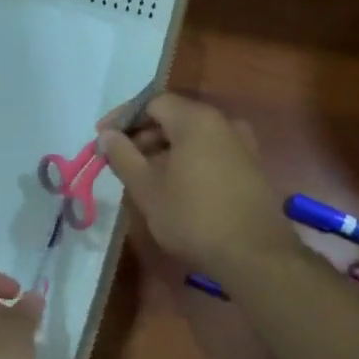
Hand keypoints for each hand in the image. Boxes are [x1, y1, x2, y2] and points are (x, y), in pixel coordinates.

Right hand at [98, 93, 296, 273]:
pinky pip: (211, 152)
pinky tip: (175, 188)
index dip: (124, 118)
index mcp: (196, 120)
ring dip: (165, 150)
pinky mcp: (251, 168)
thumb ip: (123, 156)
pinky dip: (188, 161)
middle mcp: (223, 123)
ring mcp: (242, 145)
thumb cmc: (193, 217)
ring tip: (144, 178)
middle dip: (143, 135)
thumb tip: (107, 135)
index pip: (153, 102)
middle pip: (175, 116)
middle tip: (120, 161)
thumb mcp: (147, 188)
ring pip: (193, 136)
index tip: (103, 140)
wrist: (255, 255)